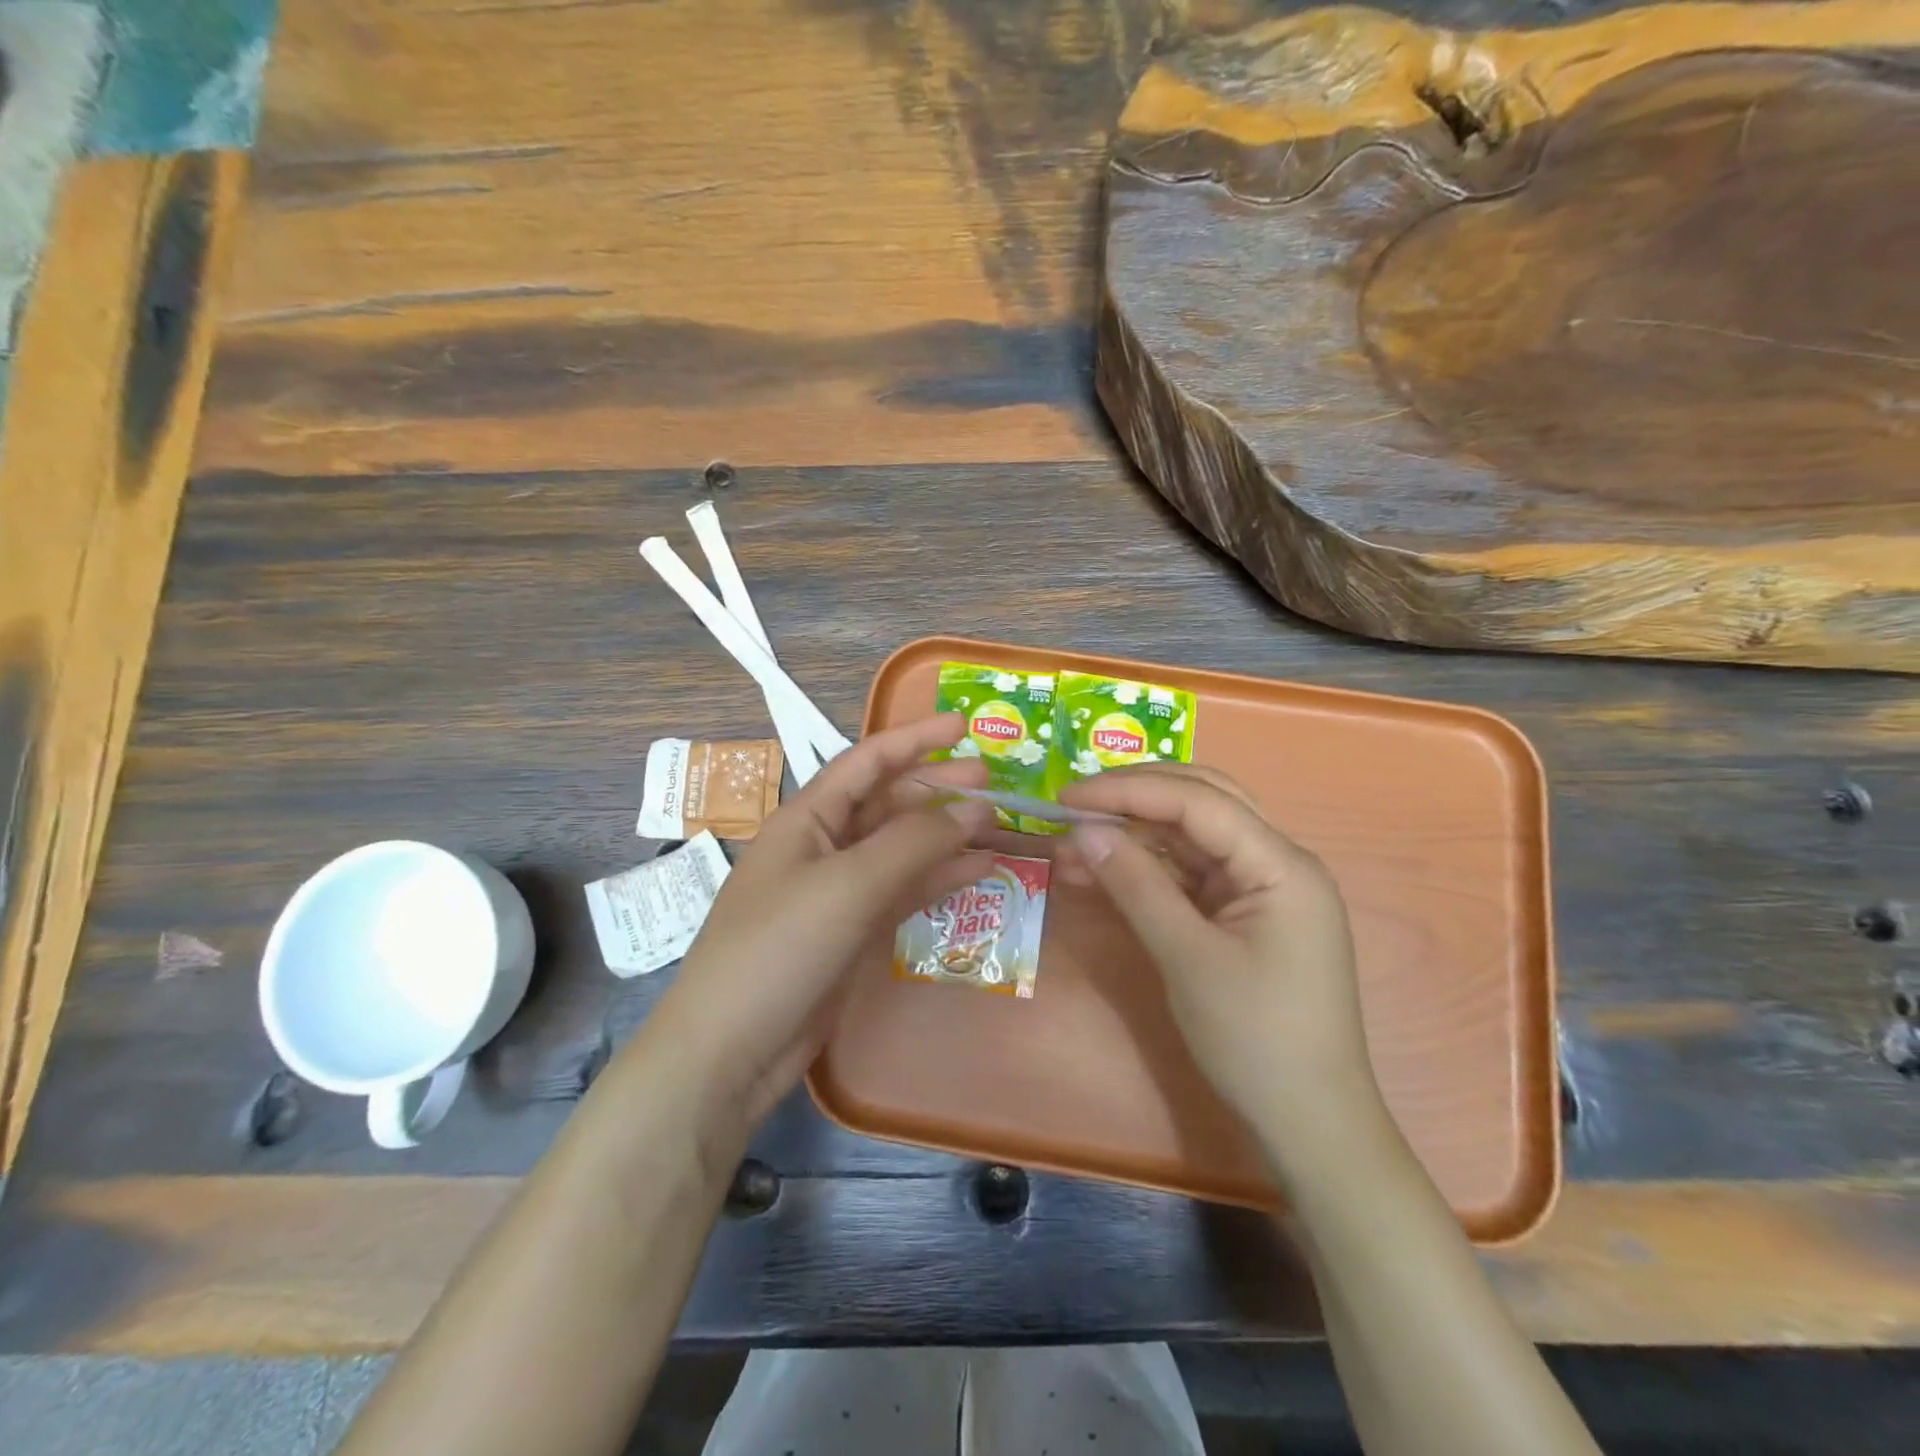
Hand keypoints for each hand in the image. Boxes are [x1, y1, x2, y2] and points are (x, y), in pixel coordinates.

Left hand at [645, 714, 993, 1135]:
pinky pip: (904, 891)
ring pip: (902, 848)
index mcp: (808, 818)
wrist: (732, 1049)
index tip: (964, 727)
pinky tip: (978, 870)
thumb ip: (914, 842)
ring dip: (946, 835)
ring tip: (996, 824)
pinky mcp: (854, 931)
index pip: (868, 761)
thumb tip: (974, 808)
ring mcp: (840, 891)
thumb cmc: (780, 947)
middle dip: (938, 787)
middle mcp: (824, 845)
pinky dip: (939, 878)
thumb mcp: (848, 884)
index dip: (915, 739)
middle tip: (993, 781)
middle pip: (889, 802)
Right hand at [1057, 764, 1386, 1185]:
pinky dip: (1145, 872)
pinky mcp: (1242, 916)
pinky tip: (1100, 874)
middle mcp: (1276, 863)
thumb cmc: (1256, 1039)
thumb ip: (1136, 885)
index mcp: (1281, 864)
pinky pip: (1189, 876)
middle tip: (1075, 803)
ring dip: (1133, 837)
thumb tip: (1083, 830)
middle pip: (1202, 803)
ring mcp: (1260, 890)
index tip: (1069, 795)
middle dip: (1135, 798)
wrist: (1309, 1125)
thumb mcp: (1187, 957)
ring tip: (1072, 844)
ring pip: (1190, 839)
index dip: (1129, 791)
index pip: (1199, 802)